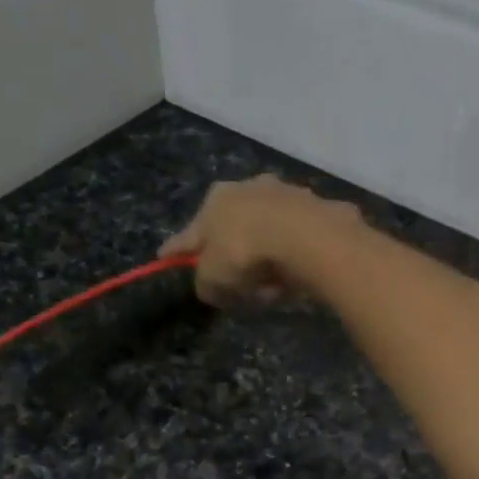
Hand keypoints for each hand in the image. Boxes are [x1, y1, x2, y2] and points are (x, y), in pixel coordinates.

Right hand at [161, 175, 364, 306]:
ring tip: (271, 290)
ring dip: (265, 263)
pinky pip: (294, 242)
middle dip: (232, 259)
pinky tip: (293, 278)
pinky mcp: (314, 208)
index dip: (177, 249)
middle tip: (235, 287)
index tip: (164, 256)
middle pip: (233, 230)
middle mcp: (247, 188)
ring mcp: (284, 194)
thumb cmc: (244, 252)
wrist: (303, 235)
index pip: (190, 232)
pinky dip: (290, 260)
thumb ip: (205, 284)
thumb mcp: (213, 278)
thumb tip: (209, 287)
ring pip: (266, 235)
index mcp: (215, 200)